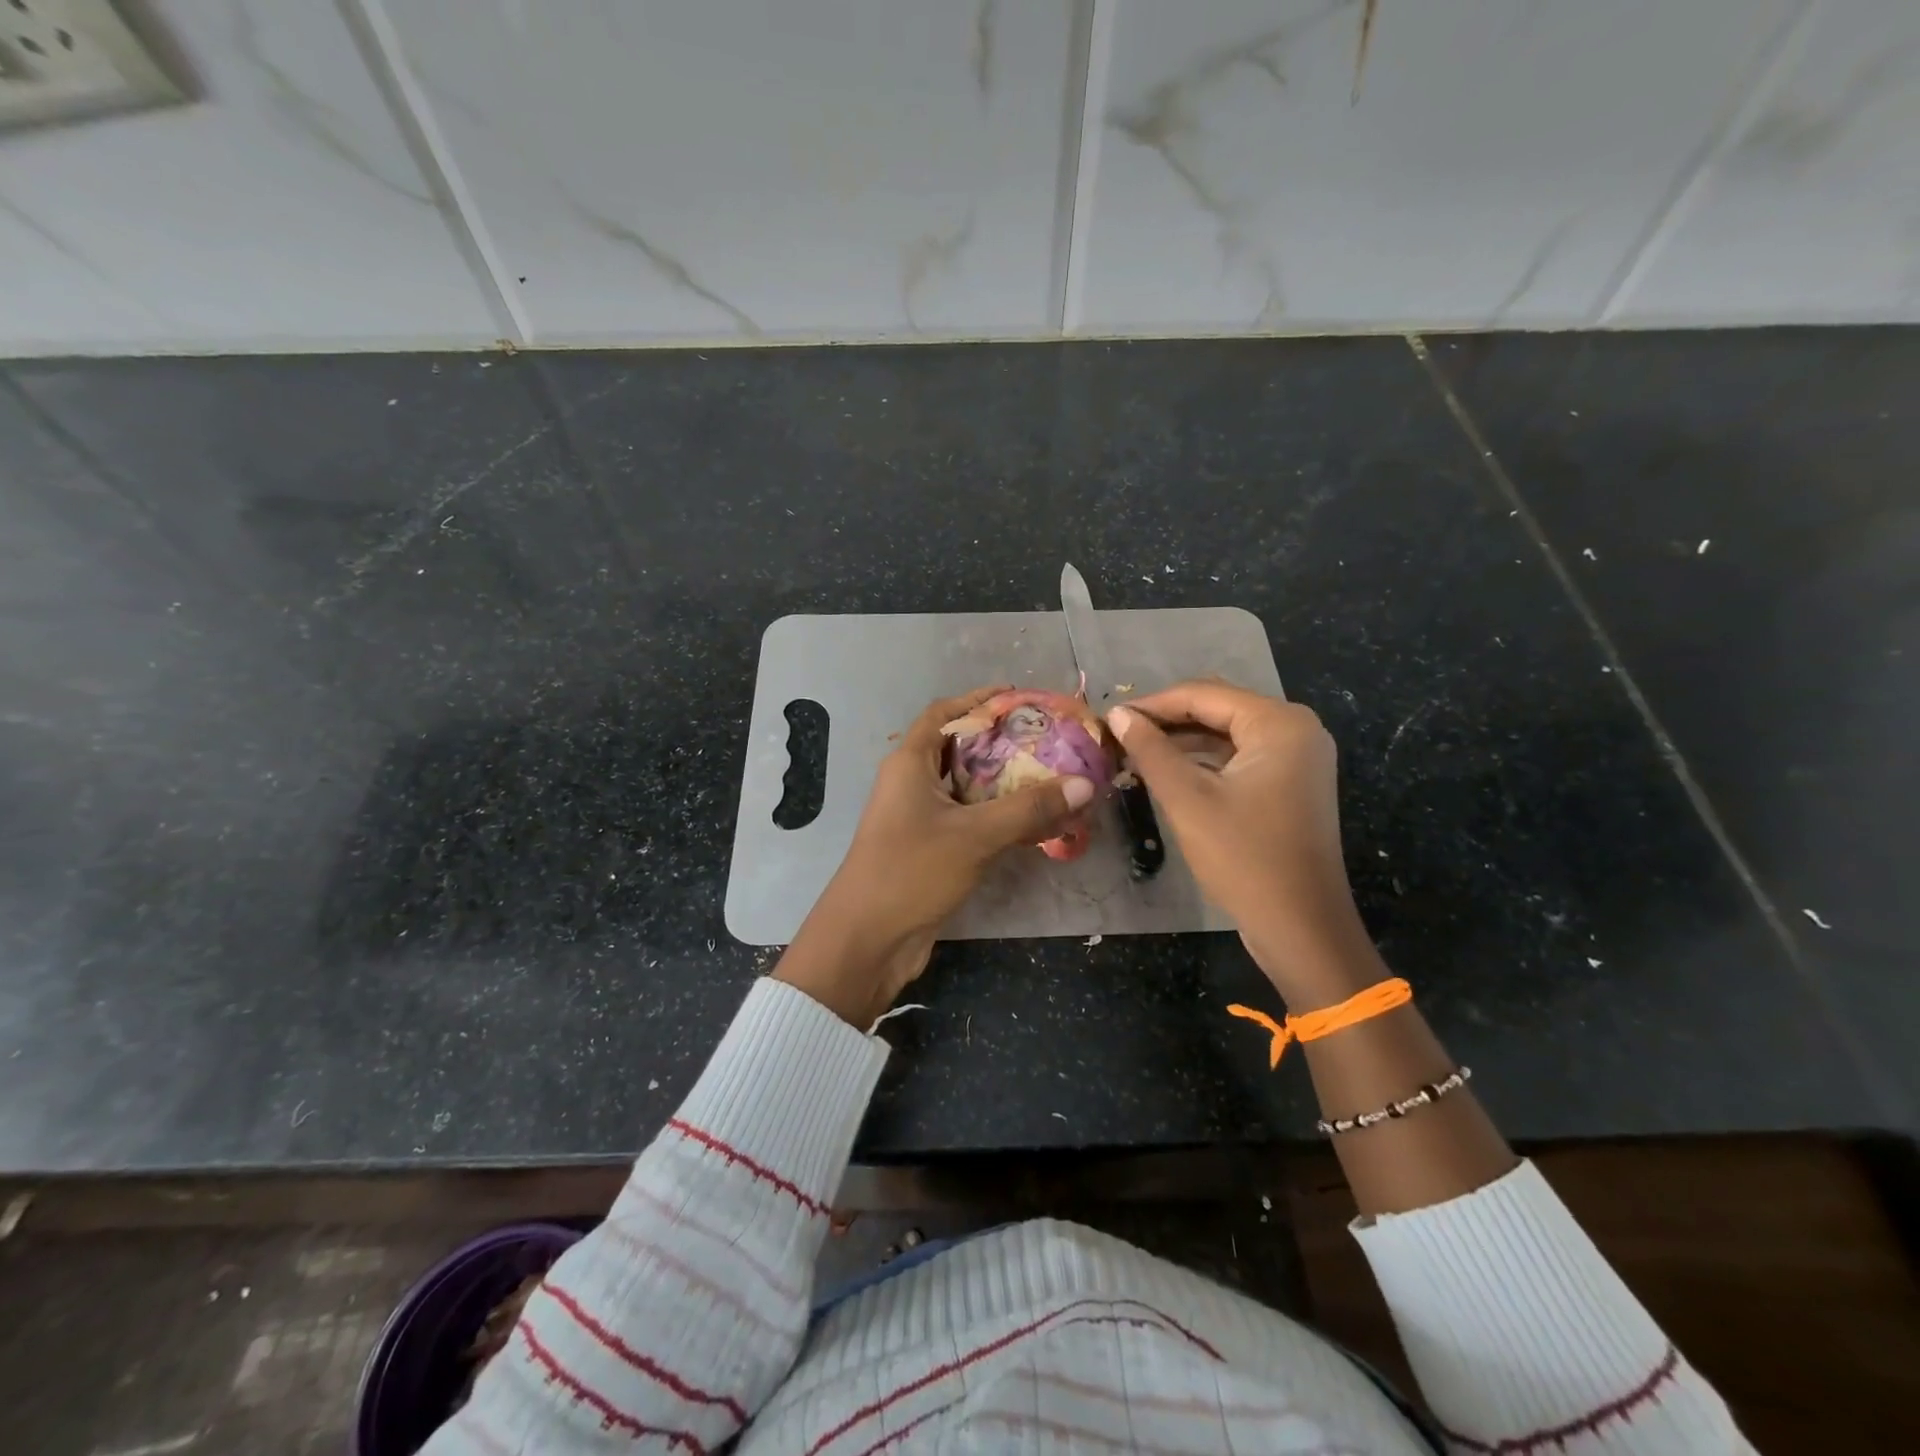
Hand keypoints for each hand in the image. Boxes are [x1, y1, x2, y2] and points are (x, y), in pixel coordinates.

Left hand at [775, 685, 1093, 1027]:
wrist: (868, 941)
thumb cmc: (911, 871)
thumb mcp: (974, 835)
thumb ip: (1030, 808)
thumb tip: (1085, 784)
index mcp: (910, 762)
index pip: (944, 714)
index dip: (978, 700)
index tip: (1019, 696)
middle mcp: (912, 783)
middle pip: (960, 749)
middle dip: (1002, 743)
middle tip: (1049, 740)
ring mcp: (920, 818)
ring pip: (968, 788)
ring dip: (1005, 783)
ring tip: (1052, 777)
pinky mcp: (931, 849)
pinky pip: (970, 820)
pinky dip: (1000, 817)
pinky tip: (1036, 823)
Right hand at [1108, 681, 1382, 1006]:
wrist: (1300, 927)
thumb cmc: (1243, 857)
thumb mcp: (1187, 799)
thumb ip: (1150, 750)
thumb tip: (1117, 714)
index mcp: (1278, 723)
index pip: (1203, 694)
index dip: (1151, 704)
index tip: (1107, 718)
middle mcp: (1295, 729)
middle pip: (1217, 708)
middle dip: (1166, 720)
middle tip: (1118, 735)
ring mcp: (1298, 757)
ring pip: (1227, 733)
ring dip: (1182, 741)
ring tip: (1133, 752)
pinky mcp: (1291, 783)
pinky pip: (1239, 757)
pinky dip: (1203, 761)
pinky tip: (1166, 771)